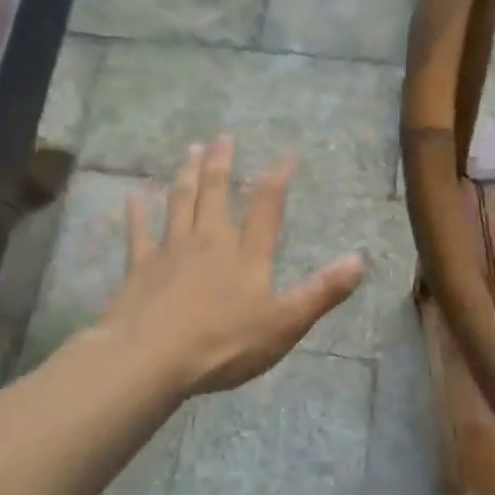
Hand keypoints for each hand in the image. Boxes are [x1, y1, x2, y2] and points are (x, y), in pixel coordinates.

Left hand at [101, 137, 364, 396]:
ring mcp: (172, 250)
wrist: (152, 358)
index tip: (286, 154)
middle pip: (216, 192)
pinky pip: (140, 232)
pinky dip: (137, 212)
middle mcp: (209, 240)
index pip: (267, 206)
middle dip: (222, 163)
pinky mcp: (141, 266)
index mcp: (247, 254)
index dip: (278, 177)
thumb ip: (322, 292)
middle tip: (223, 137)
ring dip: (187, 174)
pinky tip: (134, 195)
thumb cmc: (224, 344)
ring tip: (191, 150)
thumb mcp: (285, 323)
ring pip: (180, 202)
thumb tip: (360, 260)